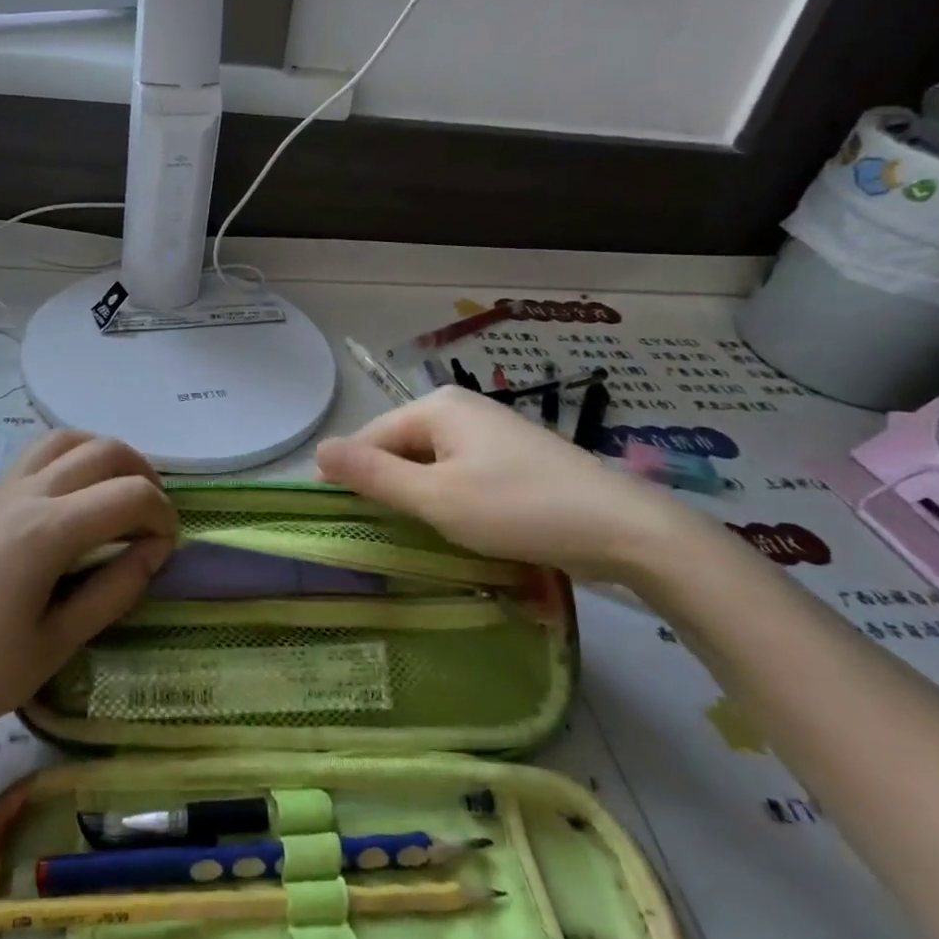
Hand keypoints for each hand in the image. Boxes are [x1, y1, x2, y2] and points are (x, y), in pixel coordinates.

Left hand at [0, 431, 176, 755]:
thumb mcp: (56, 644)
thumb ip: (113, 591)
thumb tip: (155, 554)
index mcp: (49, 530)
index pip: (130, 495)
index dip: (163, 517)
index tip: (166, 554)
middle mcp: (28, 494)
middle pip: (105, 451)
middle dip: (145, 476)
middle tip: (155, 521)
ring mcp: (3, 491)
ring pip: (69, 439)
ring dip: (107, 456)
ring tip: (123, 496)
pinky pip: (39, 454)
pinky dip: (74, 457)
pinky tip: (79, 498)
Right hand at [316, 387, 704, 584]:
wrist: (620, 527)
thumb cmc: (517, 508)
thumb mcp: (435, 498)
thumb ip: (374, 475)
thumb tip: (318, 449)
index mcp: (437, 407)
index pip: (371, 436)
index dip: (348, 473)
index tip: (334, 515)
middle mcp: (461, 408)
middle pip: (401, 446)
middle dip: (386, 485)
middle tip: (375, 531)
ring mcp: (490, 431)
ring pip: (431, 461)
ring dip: (417, 494)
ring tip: (410, 532)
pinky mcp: (512, 456)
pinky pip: (460, 471)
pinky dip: (447, 496)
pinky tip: (453, 524)